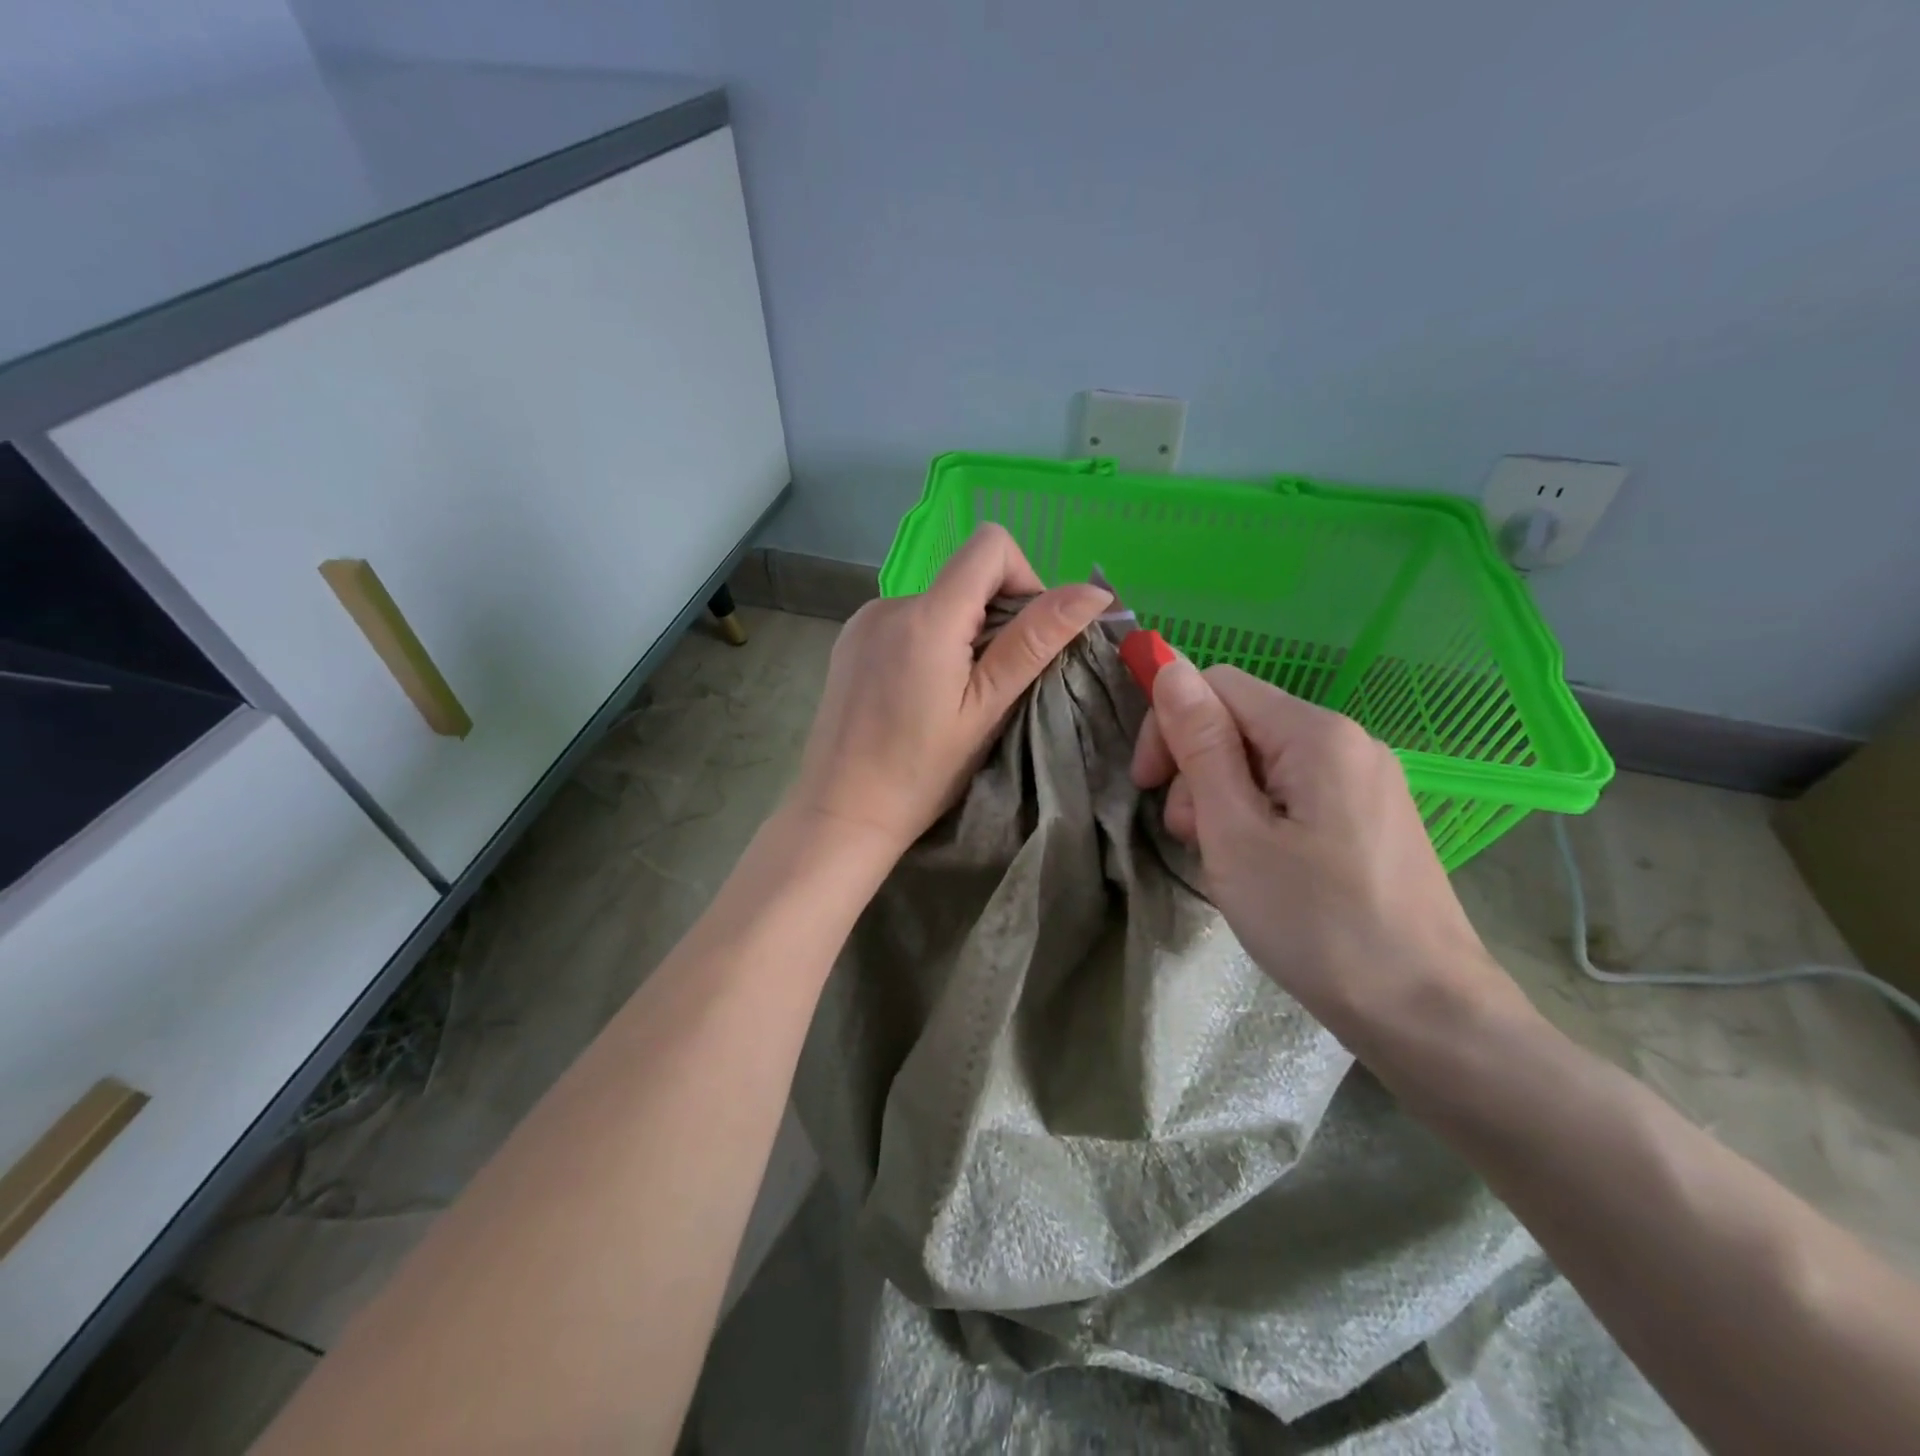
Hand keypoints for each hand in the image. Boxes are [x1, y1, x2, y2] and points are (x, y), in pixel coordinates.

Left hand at [788, 524, 1111, 857]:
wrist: (841, 812)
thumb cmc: (921, 771)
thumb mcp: (987, 708)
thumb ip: (1035, 641)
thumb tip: (1093, 591)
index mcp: (927, 615)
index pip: (991, 544)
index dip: (1025, 578)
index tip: (1026, 638)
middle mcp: (890, 603)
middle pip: (965, 575)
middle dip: (995, 617)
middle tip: (993, 685)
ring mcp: (863, 621)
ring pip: (937, 602)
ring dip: (961, 634)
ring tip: (953, 697)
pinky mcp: (849, 642)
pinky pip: (906, 621)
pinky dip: (929, 644)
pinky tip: (919, 695)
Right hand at [1131, 659, 1521, 1035]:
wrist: (1424, 1013)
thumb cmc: (1315, 922)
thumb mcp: (1235, 832)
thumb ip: (1200, 744)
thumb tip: (1169, 665)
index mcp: (1316, 733)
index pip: (1217, 685)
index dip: (1169, 725)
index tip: (1147, 787)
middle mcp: (1348, 740)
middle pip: (1241, 722)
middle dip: (1197, 770)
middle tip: (1190, 837)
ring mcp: (1366, 779)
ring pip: (1263, 761)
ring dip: (1224, 800)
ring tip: (1226, 862)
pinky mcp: (1371, 815)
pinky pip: (1294, 792)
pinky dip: (1259, 819)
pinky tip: (1261, 867)